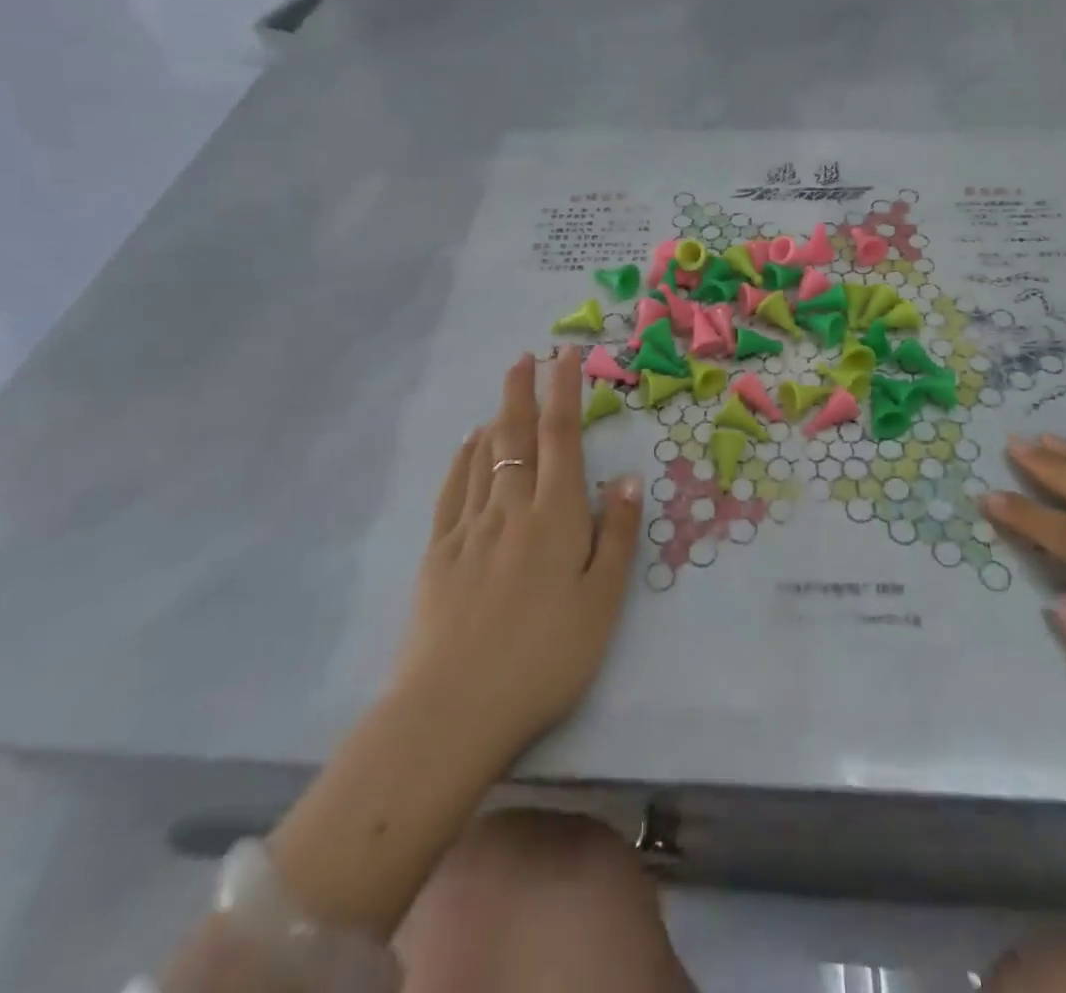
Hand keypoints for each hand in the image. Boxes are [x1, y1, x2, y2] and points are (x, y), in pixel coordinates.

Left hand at [394, 348, 643, 775]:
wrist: (454, 709)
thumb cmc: (544, 658)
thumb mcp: (601, 602)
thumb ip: (615, 536)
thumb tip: (626, 479)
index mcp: (555, 517)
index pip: (562, 437)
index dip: (565, 391)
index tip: (567, 356)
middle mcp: (511, 508)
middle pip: (518, 436)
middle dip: (524, 390)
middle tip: (526, 355)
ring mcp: (470, 528)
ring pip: (485, 457)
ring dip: (498, 416)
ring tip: (505, 390)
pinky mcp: (439, 553)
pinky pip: (453, 490)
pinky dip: (463, 459)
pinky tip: (469, 445)